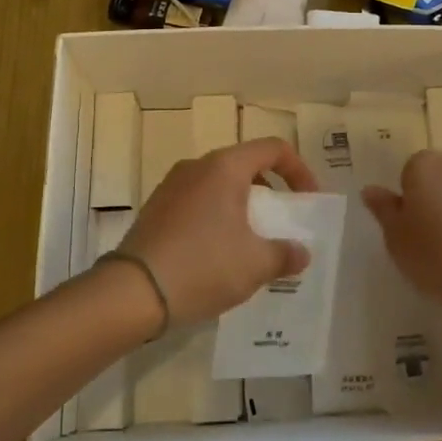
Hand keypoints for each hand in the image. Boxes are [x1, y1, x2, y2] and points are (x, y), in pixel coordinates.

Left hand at [117, 138, 318, 325]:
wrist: (133, 292)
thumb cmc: (203, 266)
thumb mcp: (255, 264)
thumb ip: (285, 254)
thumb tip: (301, 252)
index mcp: (225, 167)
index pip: (273, 148)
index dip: (298, 170)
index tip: (308, 199)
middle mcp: (197, 167)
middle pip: (245, 165)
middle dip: (270, 191)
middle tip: (281, 222)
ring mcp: (172, 186)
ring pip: (219, 185)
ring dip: (242, 206)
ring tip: (251, 242)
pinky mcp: (156, 209)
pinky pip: (197, 202)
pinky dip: (216, 216)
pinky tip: (218, 253)